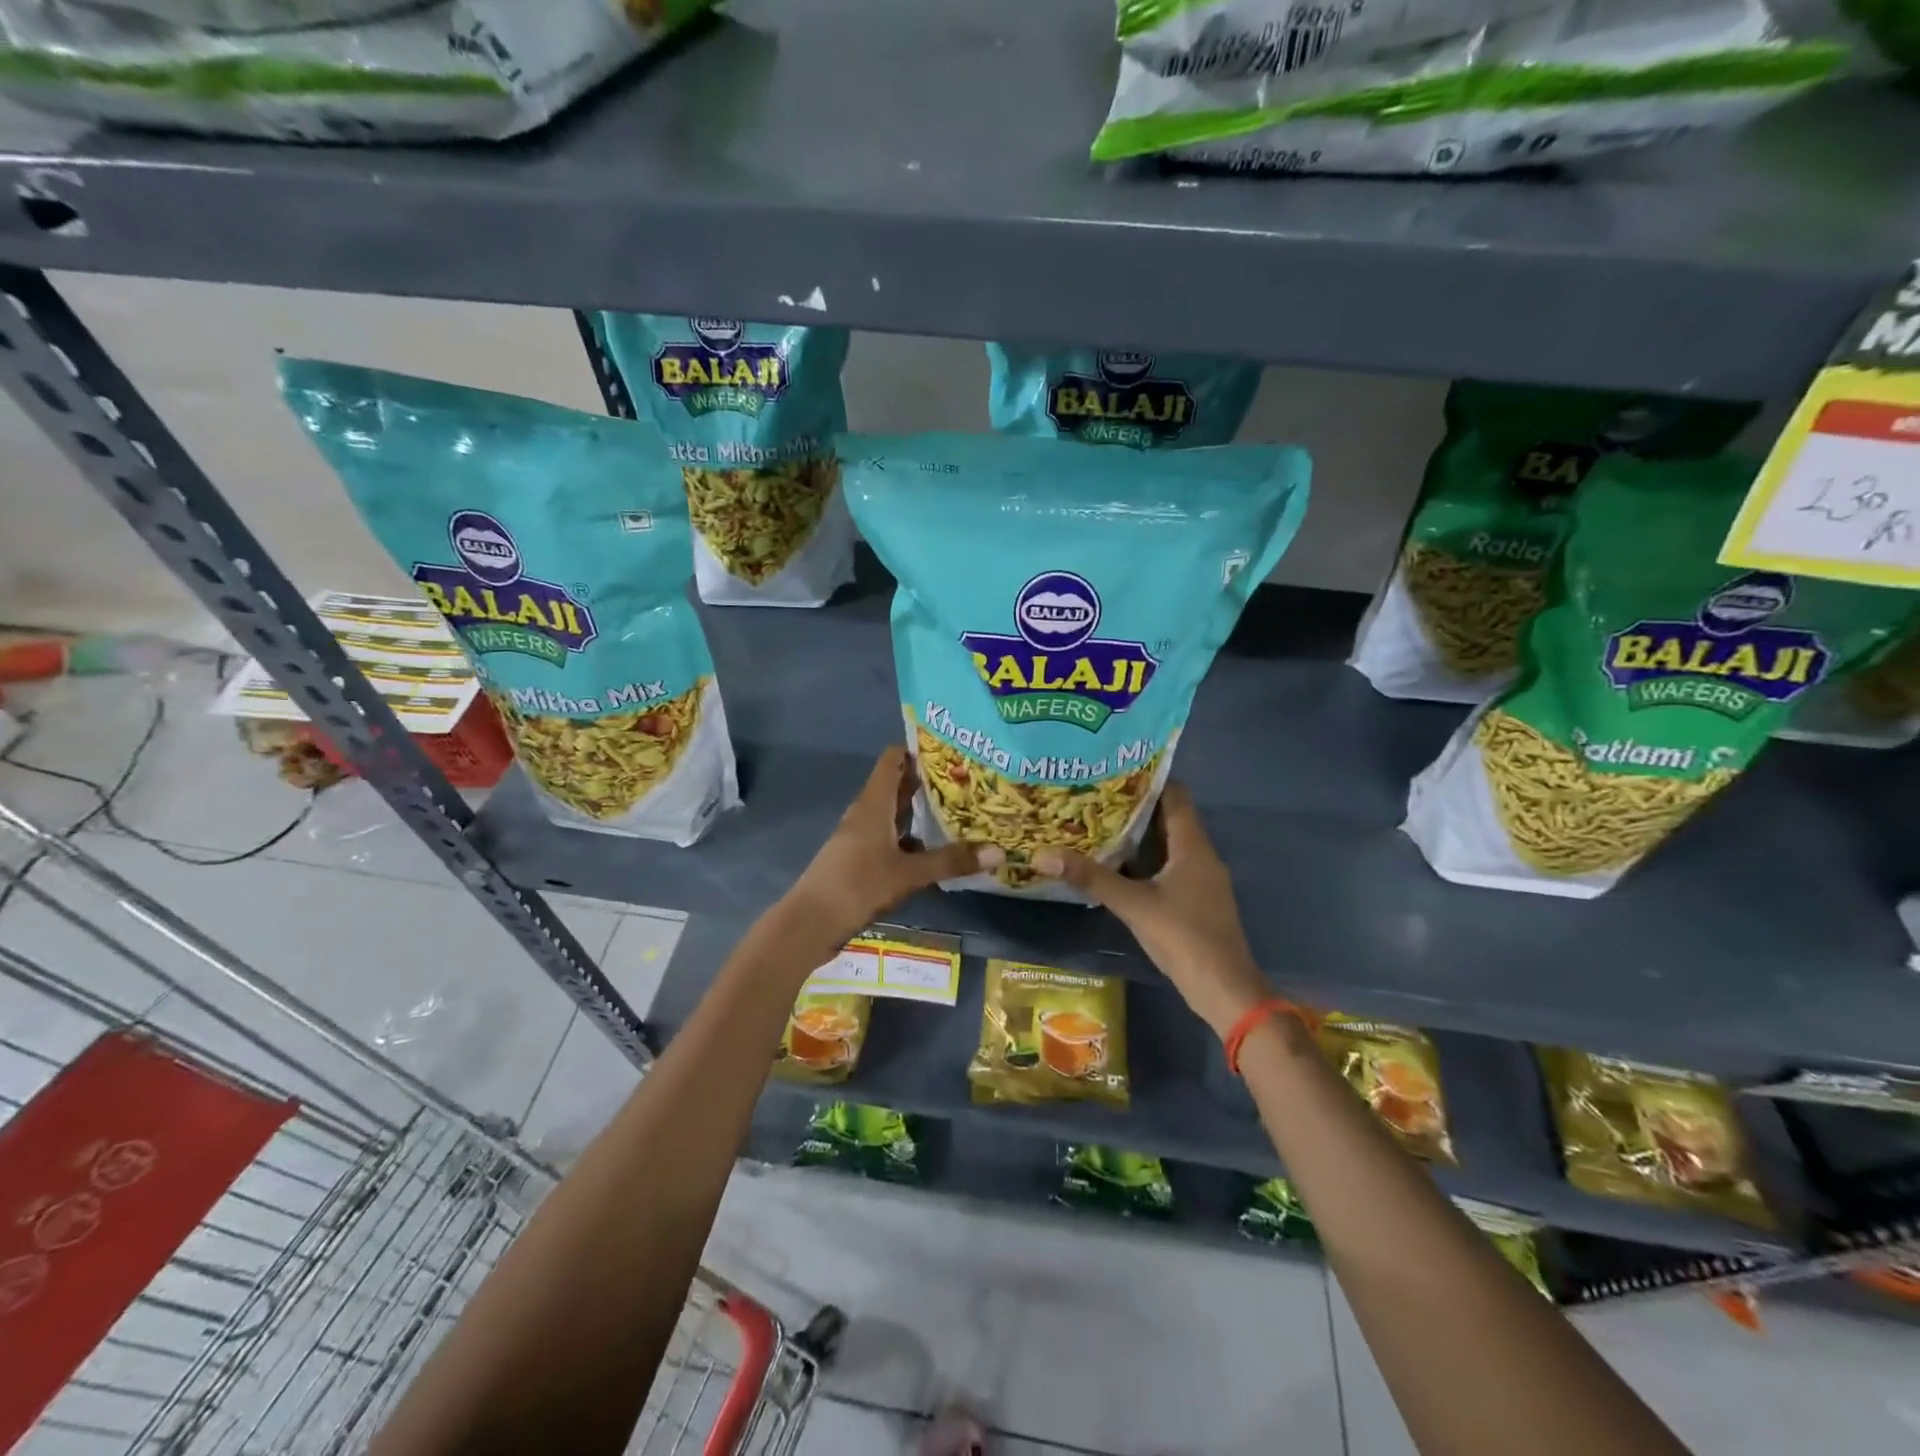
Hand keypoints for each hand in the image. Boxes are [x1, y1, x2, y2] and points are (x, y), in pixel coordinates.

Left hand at [784, 747, 1000, 947]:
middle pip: (898, 786)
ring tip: (961, 809)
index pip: (893, 760)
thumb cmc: (857, 885)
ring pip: (896, 814)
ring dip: (922, 812)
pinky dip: (913, 839)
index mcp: (873, 803)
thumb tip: (998, 852)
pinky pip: (892, 838)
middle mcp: (866, 813)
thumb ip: (950, 861)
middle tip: (969, 779)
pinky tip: (937, 848)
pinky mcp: (861, 860)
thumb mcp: (908, 873)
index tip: (952, 750)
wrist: (810, 923)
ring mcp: (862, 837)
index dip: (919, 750)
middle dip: (929, 782)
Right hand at [1034, 783, 1269, 1038]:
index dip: (1148, 779)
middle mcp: (1201, 855)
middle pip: (1169, 818)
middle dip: (1135, 806)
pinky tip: (1116, 865)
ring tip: (1098, 823)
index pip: (1175, 795)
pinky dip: (1145, 860)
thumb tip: (1043, 854)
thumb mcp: (1133, 904)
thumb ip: (1091, 878)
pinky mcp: (1195, 900)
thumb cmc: (1184, 937)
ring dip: (1138, 835)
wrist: (1224, 989)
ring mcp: (1200, 879)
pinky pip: (1169, 867)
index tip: (1113, 769)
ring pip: (1168, 844)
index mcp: (1193, 846)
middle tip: (1094, 795)